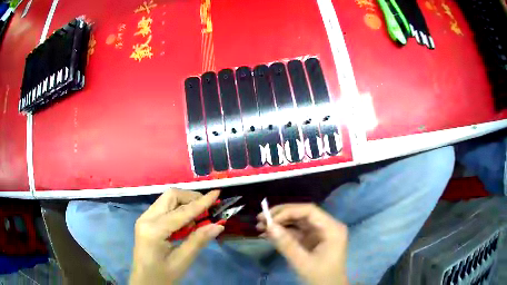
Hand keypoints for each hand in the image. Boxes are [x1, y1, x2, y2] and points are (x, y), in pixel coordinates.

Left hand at [129, 189, 223, 284]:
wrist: (144, 281)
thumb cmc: (162, 275)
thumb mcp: (182, 261)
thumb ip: (198, 241)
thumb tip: (218, 225)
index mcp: (154, 230)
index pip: (181, 212)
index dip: (201, 203)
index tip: (217, 193)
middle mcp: (146, 218)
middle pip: (171, 196)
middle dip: (191, 198)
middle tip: (208, 208)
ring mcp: (144, 218)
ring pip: (167, 199)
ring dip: (185, 203)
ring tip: (198, 218)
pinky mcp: (145, 221)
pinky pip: (163, 207)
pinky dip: (177, 209)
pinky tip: (186, 223)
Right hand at [257, 203, 348, 284]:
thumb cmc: (320, 277)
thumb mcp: (302, 262)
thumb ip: (286, 244)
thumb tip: (269, 226)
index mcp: (332, 228)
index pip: (309, 211)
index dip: (288, 212)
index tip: (269, 219)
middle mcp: (327, 226)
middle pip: (303, 214)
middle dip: (281, 216)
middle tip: (260, 218)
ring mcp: (320, 232)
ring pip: (298, 221)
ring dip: (280, 223)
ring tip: (260, 227)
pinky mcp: (313, 239)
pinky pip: (297, 231)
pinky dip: (283, 232)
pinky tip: (268, 235)